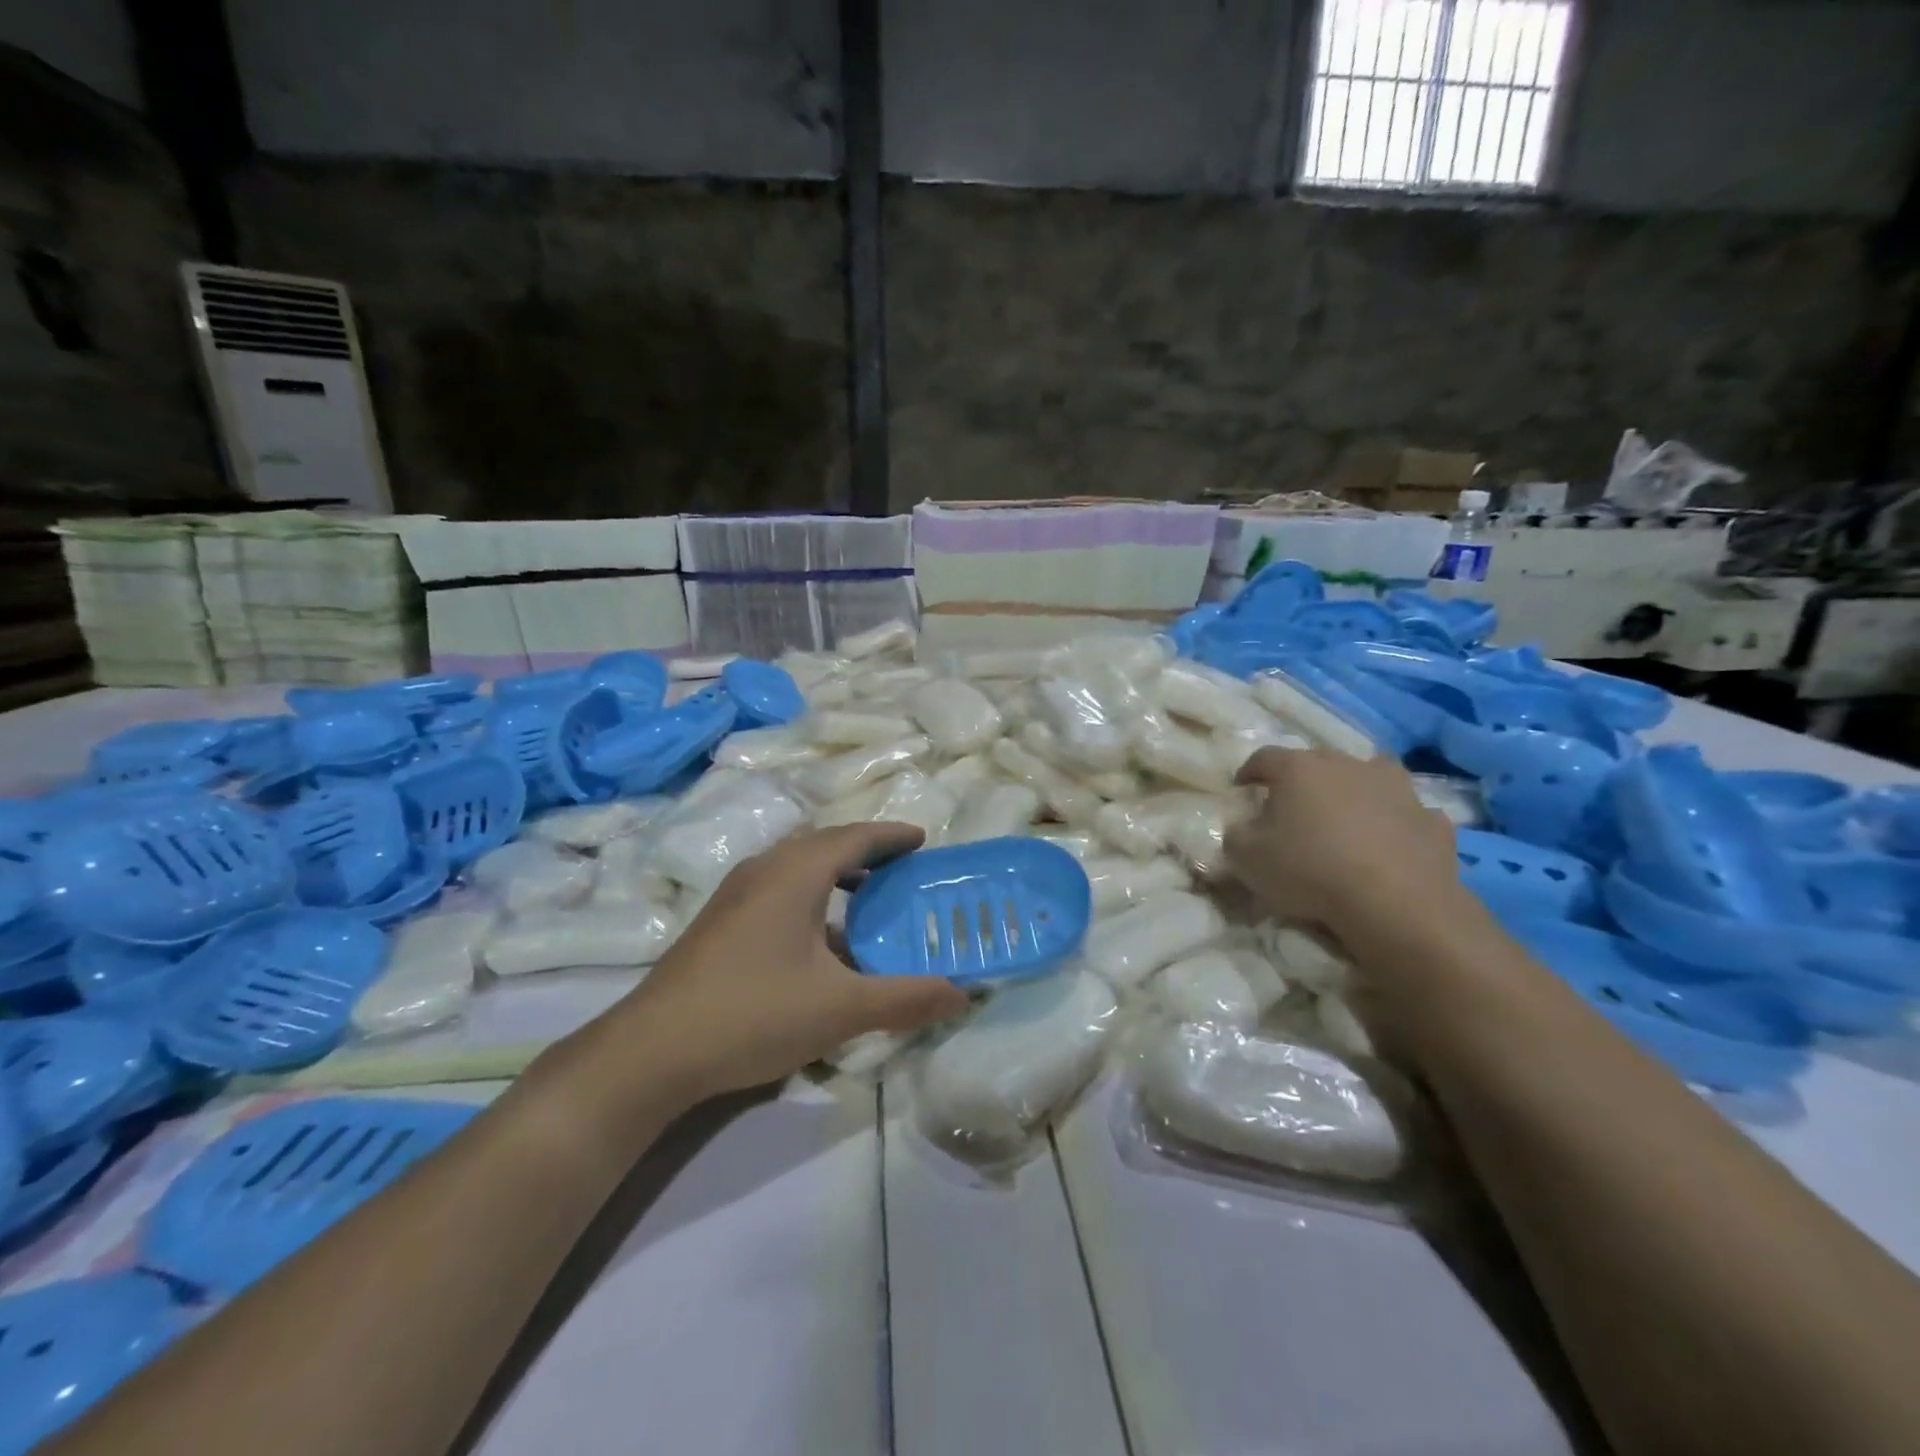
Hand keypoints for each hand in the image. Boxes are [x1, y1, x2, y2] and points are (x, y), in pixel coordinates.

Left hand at [595, 823, 969, 1103]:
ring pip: (799, 868)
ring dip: (838, 875)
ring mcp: (736, 894)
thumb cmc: (754, 1013)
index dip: (892, 836)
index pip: (856, 836)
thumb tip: (963, 992)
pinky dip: (812, 897)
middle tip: (904, 872)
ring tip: (869, 901)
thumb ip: (906, 998)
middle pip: (826, 845)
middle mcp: (765, 869)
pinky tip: (822, 942)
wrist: (652, 1051)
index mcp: (796, 872)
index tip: (924, 841)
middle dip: (868, 853)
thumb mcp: (841, 1009)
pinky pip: (780, 890)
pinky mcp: (721, 921)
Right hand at [1225, 747, 1464, 940]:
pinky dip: (1394, 822)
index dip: (1249, 772)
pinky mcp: (1432, 818)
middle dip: (1302, 781)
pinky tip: (1388, 845)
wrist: (1397, 903)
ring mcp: (1396, 787)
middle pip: (1317, 762)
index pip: (1264, 757)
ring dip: (1355, 792)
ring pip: (1369, 777)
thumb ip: (1236, 835)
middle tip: (1292, 809)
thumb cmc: (1310, 871)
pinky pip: (1405, 813)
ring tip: (1346, 820)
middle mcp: (1348, 765)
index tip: (1242, 790)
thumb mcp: (1247, 858)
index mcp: (1299, 769)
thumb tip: (1243, 827)